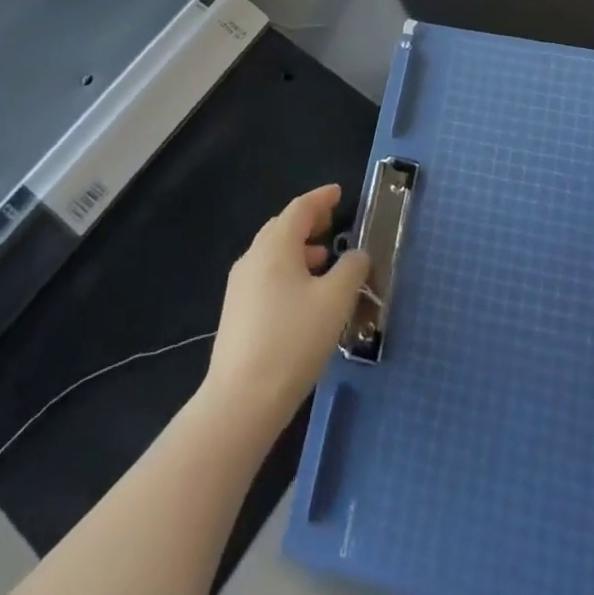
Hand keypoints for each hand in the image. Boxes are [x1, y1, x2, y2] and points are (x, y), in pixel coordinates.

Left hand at [205, 185, 369, 427]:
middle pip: (282, 227)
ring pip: (273, 253)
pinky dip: (287, 270)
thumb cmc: (293, 340)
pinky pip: (266, 275)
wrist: (241, 401)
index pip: (300, 208)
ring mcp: (239, 286)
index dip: (321, 198)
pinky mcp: (236, 313)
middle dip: (308, 221)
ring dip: (298, 248)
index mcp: (275, 245)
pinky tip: (303, 295)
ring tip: (323, 260)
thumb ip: (351, 269)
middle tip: (332, 222)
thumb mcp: (335, 301)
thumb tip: (357, 253)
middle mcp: (253, 257)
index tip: (339, 193)